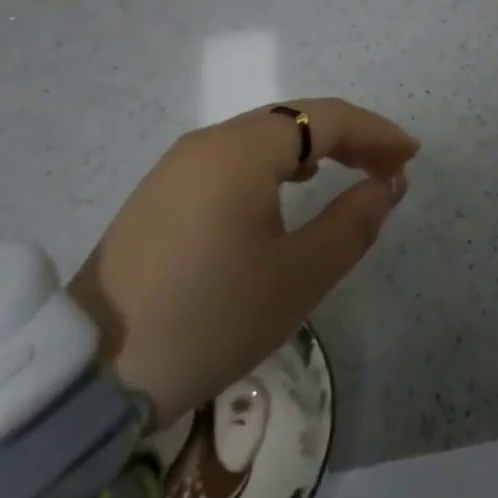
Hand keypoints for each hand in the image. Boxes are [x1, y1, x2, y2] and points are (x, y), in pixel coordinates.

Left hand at [68, 99, 419, 423]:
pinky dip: (276, 163)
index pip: (326, 119)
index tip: (411, 156)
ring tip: (348, 173)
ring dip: (314, 148)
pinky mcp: (161, 193)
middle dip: (349, 137)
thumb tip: (388, 183)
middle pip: (295, 119)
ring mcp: (178, 165)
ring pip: (264, 136)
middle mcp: (209, 142)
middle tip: (388, 167)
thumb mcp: (297, 277)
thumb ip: (353, 222)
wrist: (86, 378)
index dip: (376, 132)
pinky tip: (286, 190)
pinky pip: (234, 157)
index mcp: (242, 151)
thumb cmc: (208, 320)